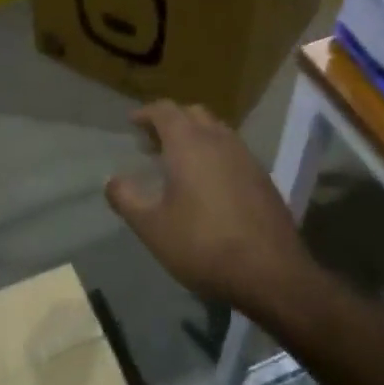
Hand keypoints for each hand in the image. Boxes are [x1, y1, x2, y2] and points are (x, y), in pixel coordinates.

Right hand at [105, 102, 309, 311]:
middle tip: (152, 142)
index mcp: (189, 144)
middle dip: (171, 121)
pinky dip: (215, 154)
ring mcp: (246, 157)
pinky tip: (209, 183)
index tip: (132, 123)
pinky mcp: (263, 178)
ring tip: (179, 162)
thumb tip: (112, 181)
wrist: (271, 274)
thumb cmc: (203, 245)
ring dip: (195, 136)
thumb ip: (126, 199)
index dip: (146, 113)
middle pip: (193, 114)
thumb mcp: (152, 227)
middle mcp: (219, 140)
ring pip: (217, 130)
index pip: (165, 110)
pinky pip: (233, 151)